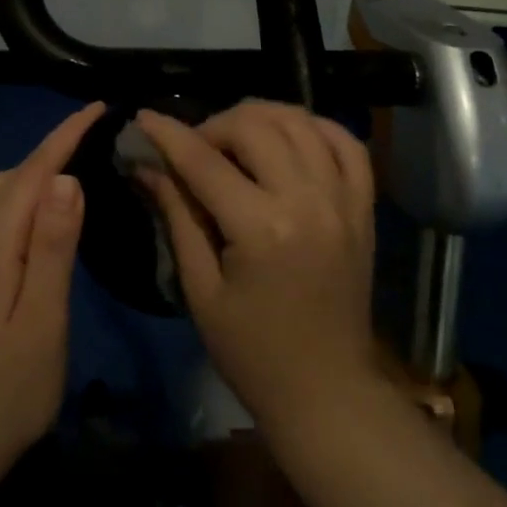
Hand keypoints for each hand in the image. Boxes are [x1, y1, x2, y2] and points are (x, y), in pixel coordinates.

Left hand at [0, 101, 103, 469]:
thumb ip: (53, 246)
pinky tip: (45, 218)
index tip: (97, 108)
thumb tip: (66, 180)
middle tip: (98, 140)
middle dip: (53, 150)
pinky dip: (23, 200)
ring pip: (0, 195)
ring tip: (77, 172)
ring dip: (36, 174)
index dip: (65, 136)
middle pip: (13, 177)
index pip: (33, 172)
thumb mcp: (43, 317)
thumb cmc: (7, 388)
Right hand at [135, 101, 381, 434]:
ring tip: (235, 136)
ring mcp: (343, 200)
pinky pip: (346, 144)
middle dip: (215, 125)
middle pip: (256, 127)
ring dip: (261, 116)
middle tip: (194, 148)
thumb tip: (147, 166)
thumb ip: (178, 216)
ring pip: (301, 122)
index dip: (168, 134)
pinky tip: (290, 135)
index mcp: (262, 229)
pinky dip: (315, 127)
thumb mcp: (201, 288)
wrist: (327, 389)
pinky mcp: (363, 207)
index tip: (143, 117)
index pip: (205, 161)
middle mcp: (308, 201)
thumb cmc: (252, 351)